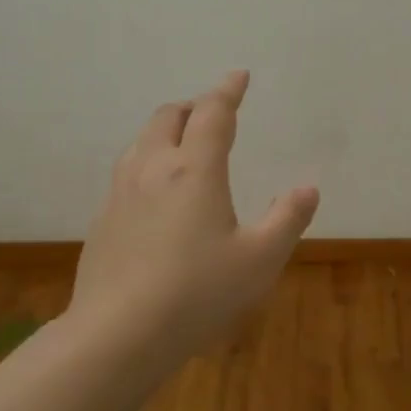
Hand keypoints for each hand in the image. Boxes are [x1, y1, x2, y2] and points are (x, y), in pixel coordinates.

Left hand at [70, 70, 319, 370]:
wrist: (117, 335)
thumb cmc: (197, 293)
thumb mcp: (260, 260)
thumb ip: (287, 219)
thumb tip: (308, 188)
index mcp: (194, 169)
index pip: (213, 113)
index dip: (228, 90)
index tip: (238, 75)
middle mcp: (153, 168)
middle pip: (168, 116)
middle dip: (193, 106)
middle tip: (212, 113)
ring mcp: (121, 192)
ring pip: (141, 141)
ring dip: (165, 131)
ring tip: (183, 145)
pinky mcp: (102, 219)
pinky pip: (127, 172)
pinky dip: (147, 163)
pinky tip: (155, 194)